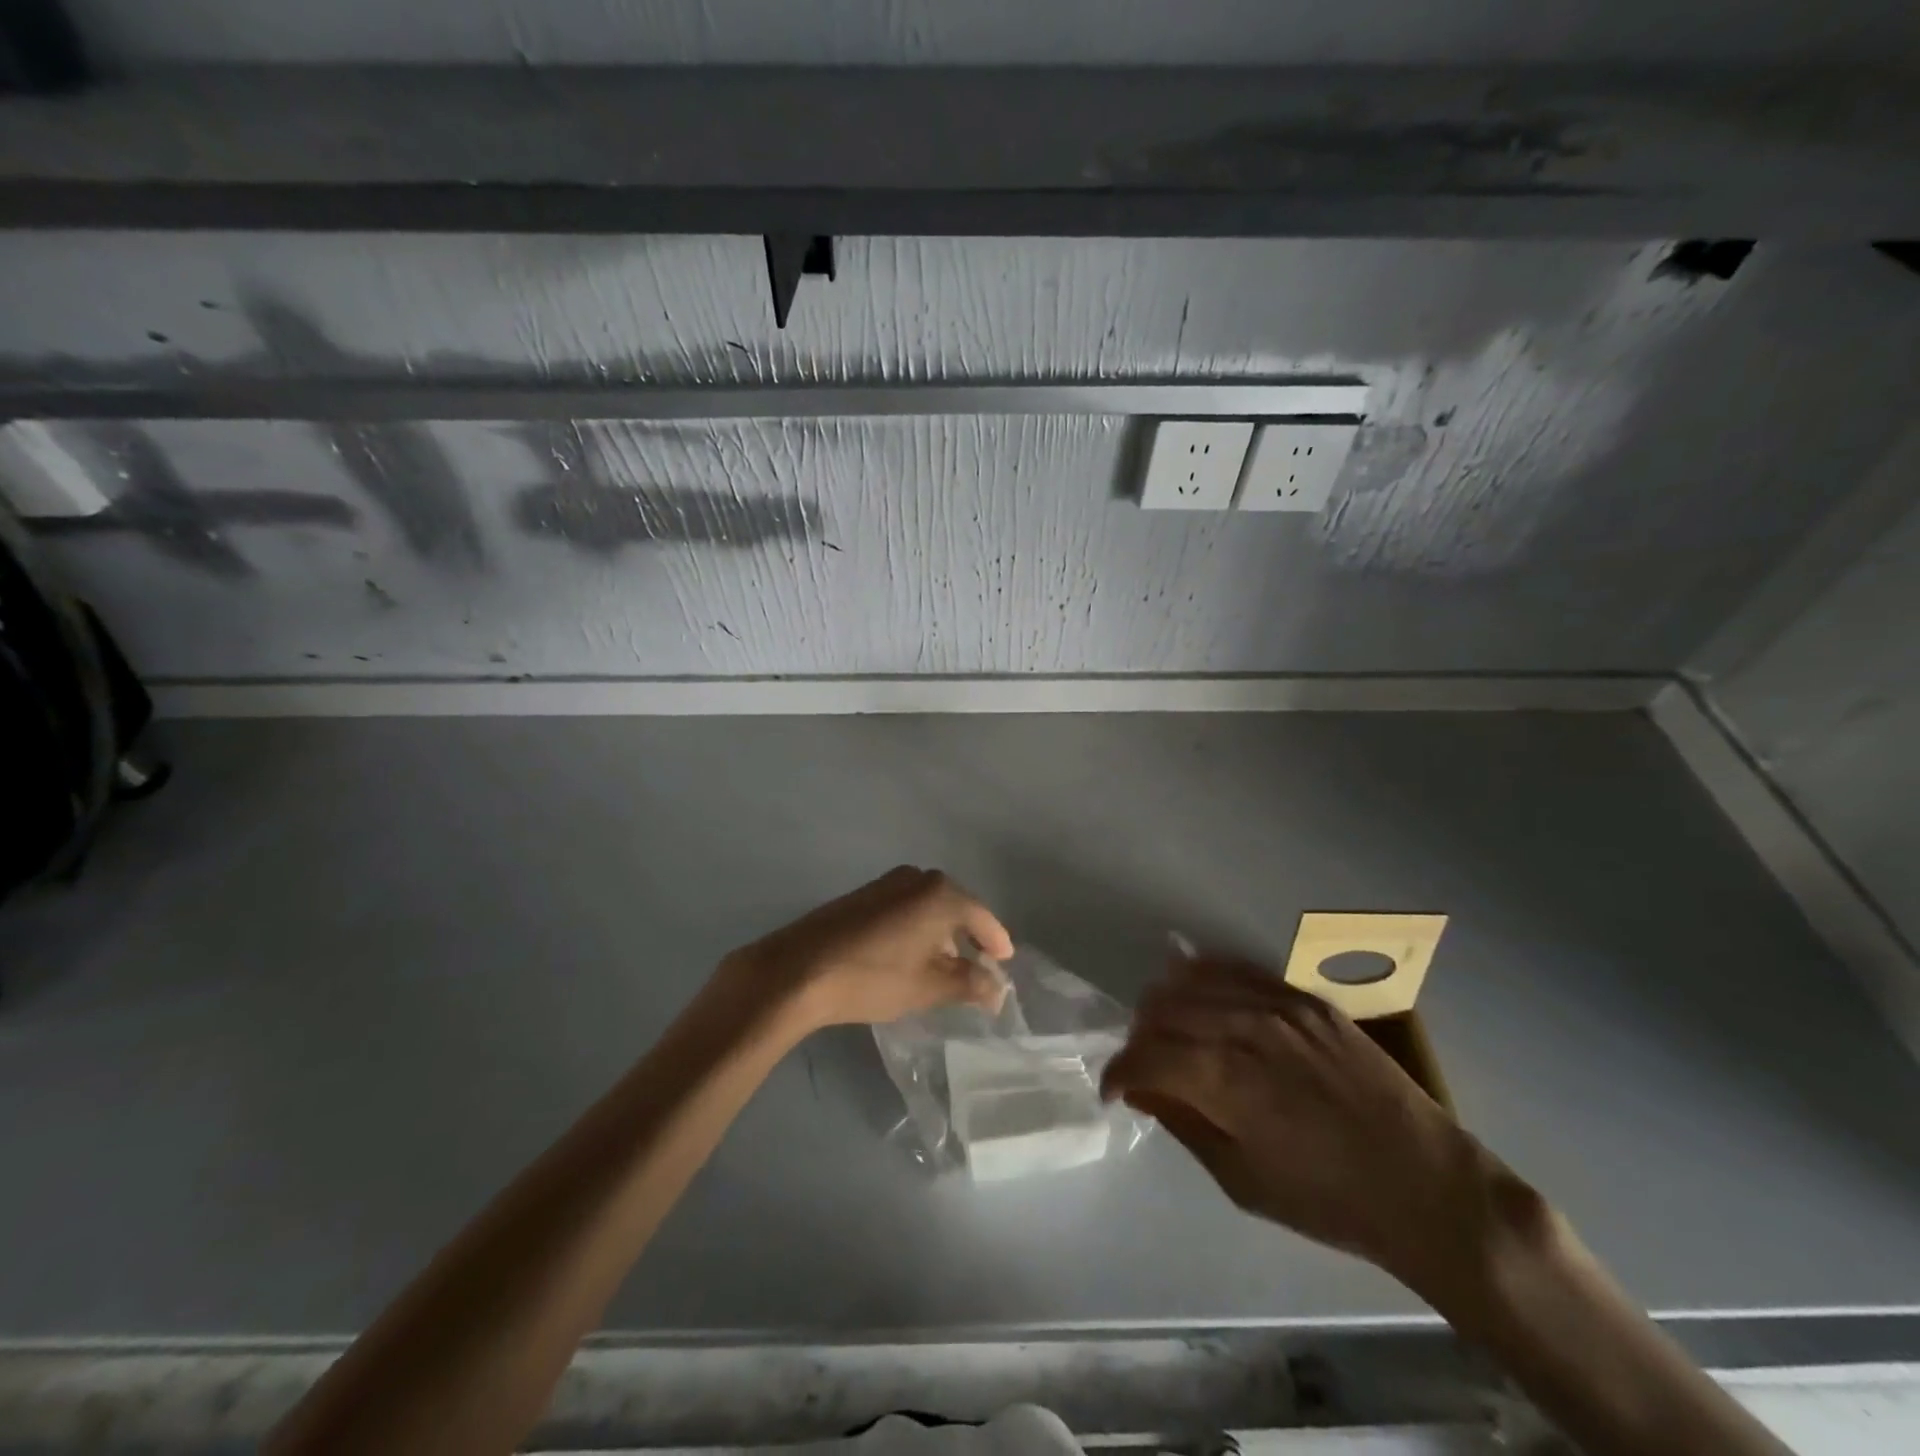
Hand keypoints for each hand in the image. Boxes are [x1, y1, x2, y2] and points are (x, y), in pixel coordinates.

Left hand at [719, 866, 1015, 1034]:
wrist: (797, 970)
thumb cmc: (873, 977)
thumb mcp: (928, 987)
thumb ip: (969, 984)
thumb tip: (997, 988)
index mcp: (940, 893)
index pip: (983, 917)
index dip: (996, 941)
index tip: (1004, 962)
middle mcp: (917, 878)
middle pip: (956, 907)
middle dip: (968, 936)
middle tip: (977, 966)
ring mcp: (887, 882)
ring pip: (928, 906)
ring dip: (940, 933)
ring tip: (943, 966)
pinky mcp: (862, 894)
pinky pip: (905, 907)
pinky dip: (916, 928)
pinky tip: (909, 955)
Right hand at [1102, 954, 1544, 1309]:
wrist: (1425, 1185)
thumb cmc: (1328, 1200)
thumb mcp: (1242, 1180)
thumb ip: (1184, 1123)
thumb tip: (1142, 1089)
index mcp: (1225, 1081)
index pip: (1144, 1056)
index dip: (1118, 1072)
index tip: (1114, 1090)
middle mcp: (1243, 1028)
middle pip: (1161, 1009)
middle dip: (1140, 1038)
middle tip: (1144, 1066)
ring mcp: (1277, 1005)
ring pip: (1193, 980)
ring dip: (1166, 1005)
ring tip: (1167, 1030)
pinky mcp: (1304, 998)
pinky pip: (1238, 970)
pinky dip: (1206, 977)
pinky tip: (1198, 991)